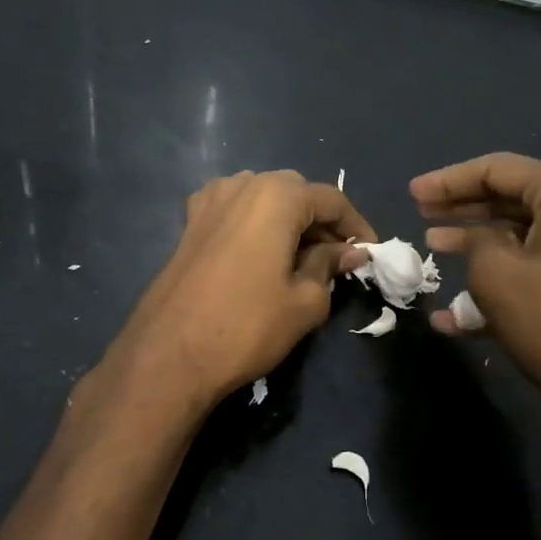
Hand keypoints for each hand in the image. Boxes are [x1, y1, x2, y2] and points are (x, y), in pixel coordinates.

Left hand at [103, 171, 374, 411]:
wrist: (170, 354)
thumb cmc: (247, 326)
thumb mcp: (305, 300)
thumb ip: (329, 266)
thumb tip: (351, 252)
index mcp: (277, 195)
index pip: (332, 200)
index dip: (356, 226)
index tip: (371, 253)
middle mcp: (243, 184)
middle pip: (296, 193)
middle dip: (321, 222)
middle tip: (337, 259)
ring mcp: (210, 200)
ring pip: (263, 198)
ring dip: (287, 221)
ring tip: (300, 258)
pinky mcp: (190, 222)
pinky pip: (234, 210)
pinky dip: (255, 224)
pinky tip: (259, 252)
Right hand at [413, 153, 540, 457]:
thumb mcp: (497, 276)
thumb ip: (476, 242)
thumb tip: (478, 239)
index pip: (499, 170)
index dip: (449, 181)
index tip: (412, 193)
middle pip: (517, 198)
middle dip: (465, 210)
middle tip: (423, 215)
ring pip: (531, 234)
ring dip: (482, 243)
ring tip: (437, 248)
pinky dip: (511, 274)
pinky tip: (463, 307)